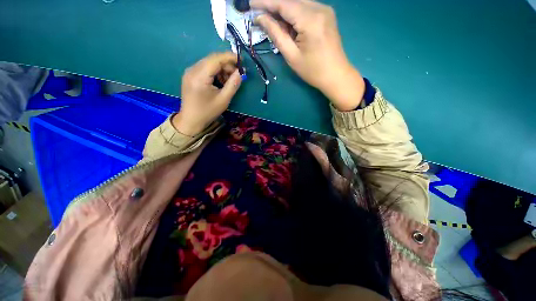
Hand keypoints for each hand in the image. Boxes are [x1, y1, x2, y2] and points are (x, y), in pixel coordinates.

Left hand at [173, 52, 241, 135]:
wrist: (191, 120)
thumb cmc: (208, 112)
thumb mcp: (223, 100)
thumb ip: (233, 85)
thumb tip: (241, 73)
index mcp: (199, 76)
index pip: (216, 59)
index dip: (229, 57)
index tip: (241, 60)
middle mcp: (192, 70)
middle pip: (212, 59)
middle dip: (226, 65)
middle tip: (237, 75)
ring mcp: (190, 72)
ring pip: (209, 63)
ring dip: (221, 69)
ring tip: (229, 81)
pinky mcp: (190, 75)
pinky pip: (205, 68)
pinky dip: (215, 72)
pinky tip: (220, 82)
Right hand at [251, 0, 364, 110]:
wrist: (336, 75)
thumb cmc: (313, 71)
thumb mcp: (291, 55)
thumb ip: (276, 34)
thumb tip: (260, 18)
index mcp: (310, 19)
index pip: (283, 3)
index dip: (265, 2)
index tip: (250, 4)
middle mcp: (319, 8)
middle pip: (290, 0)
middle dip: (273, 6)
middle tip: (260, 16)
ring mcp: (325, 9)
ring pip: (298, 3)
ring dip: (283, 11)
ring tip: (273, 23)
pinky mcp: (326, 14)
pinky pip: (305, 8)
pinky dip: (294, 14)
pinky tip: (288, 25)